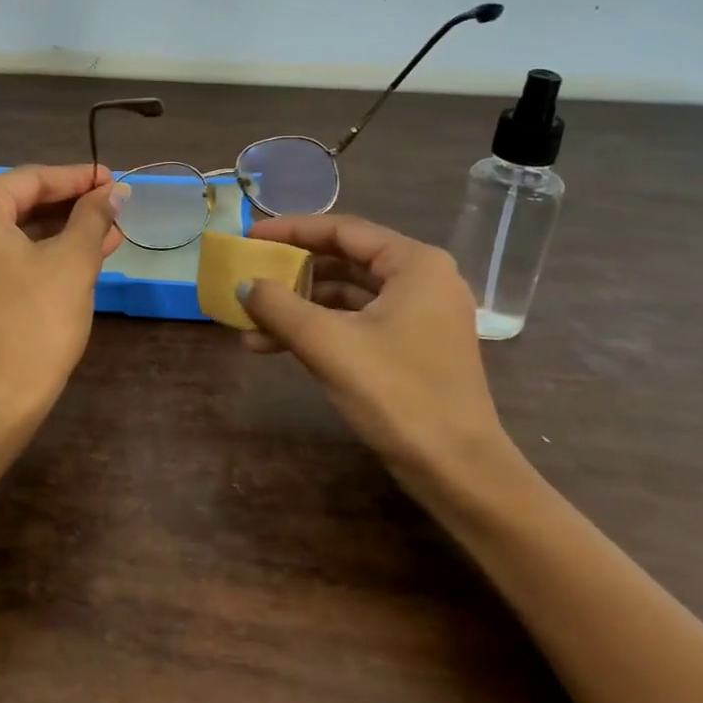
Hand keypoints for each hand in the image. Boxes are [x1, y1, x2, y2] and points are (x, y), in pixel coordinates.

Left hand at [0, 164, 127, 413]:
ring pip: (14, 229)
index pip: (31, 180)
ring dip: (60, 229)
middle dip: (71, 206)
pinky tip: (82, 252)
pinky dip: (39, 250)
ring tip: (109, 231)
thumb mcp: (73, 260)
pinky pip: (2, 252)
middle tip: (114, 205)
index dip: (78, 178)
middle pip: (20, 202)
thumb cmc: (36, 318)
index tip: (114, 179)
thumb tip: (115, 191)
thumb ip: (93, 216)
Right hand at [236, 215, 518, 500]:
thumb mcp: (328, 344)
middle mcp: (422, 279)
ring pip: (348, 294)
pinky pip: (357, 321)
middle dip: (293, 272)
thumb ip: (279, 306)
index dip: (291, 230)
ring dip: (300, 305)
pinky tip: (276, 345)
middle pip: (345, 260)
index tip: (251, 235)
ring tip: (252, 321)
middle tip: (250, 273)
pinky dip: (319, 328)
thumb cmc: (397, 394)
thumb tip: (244, 284)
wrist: (458, 472)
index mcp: (415, 264)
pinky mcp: (413, 346)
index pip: (343, 230)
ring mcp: (420, 315)